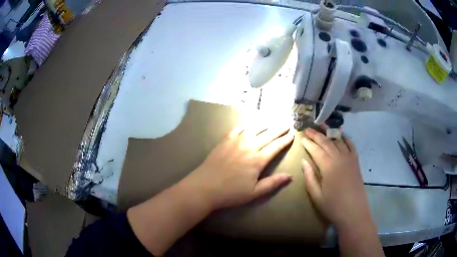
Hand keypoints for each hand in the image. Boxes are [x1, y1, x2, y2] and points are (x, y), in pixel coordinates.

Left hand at [182, 125, 293, 209]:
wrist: (204, 187)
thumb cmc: (231, 193)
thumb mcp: (254, 193)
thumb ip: (272, 183)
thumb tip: (290, 176)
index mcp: (257, 160)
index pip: (276, 147)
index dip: (285, 140)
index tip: (292, 134)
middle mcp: (249, 147)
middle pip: (267, 135)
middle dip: (278, 129)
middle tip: (286, 125)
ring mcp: (235, 142)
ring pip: (253, 129)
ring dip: (264, 126)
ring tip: (270, 123)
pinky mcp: (224, 141)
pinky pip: (236, 129)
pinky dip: (243, 127)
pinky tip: (246, 127)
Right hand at [301, 128, 370, 229]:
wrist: (354, 212)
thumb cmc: (333, 206)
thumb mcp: (316, 196)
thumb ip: (310, 177)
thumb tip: (304, 161)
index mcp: (328, 167)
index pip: (316, 150)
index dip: (308, 143)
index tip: (302, 138)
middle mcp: (339, 158)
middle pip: (327, 142)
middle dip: (316, 135)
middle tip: (308, 129)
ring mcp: (349, 159)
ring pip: (338, 141)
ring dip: (330, 133)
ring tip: (322, 127)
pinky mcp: (356, 162)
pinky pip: (351, 146)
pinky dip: (346, 139)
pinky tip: (341, 135)